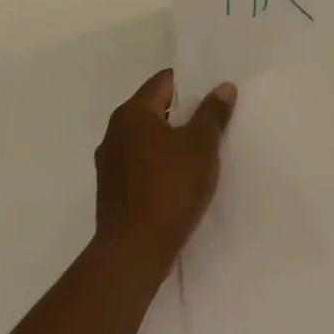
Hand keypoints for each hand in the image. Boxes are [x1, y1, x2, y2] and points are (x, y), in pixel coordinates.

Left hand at [93, 70, 236, 275]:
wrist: (135, 252)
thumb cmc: (170, 186)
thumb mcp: (202, 144)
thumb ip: (212, 112)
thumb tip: (222, 88)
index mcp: (132, 114)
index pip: (164, 81)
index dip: (192, 82)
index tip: (216, 90)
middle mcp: (115, 134)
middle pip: (156, 108)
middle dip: (186, 111)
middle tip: (217, 115)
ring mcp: (111, 165)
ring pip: (150, 138)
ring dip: (175, 138)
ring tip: (206, 145)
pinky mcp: (114, 191)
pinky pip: (144, 162)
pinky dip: (164, 161)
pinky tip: (186, 173)